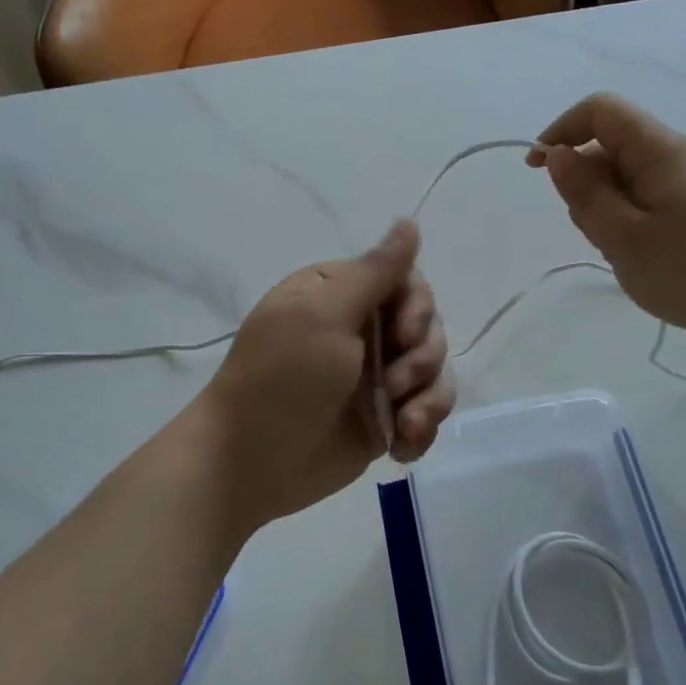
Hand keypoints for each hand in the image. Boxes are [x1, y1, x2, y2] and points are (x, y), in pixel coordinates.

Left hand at [198, 220, 455, 526]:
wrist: (251, 463)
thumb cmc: (282, 378)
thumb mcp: (324, 315)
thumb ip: (375, 271)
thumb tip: (409, 221)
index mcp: (342, 295)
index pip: (408, 282)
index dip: (418, 309)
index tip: (403, 334)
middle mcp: (362, 331)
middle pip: (429, 328)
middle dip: (423, 358)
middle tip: (394, 384)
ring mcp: (375, 378)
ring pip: (434, 373)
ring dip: (428, 399)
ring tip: (405, 425)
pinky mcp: (383, 420)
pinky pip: (425, 414)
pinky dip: (422, 430)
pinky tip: (402, 448)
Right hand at [527, 93, 685, 360]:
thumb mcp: (623, 238)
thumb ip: (585, 193)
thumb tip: (558, 154)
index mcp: (660, 150)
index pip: (600, 110)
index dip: (562, 130)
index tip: (538, 170)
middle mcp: (680, 154)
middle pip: (612, 147)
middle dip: (587, 185)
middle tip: (599, 235)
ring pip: (629, 179)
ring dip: (610, 210)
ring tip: (627, 255)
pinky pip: (651, 200)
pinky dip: (633, 222)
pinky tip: (646, 258)